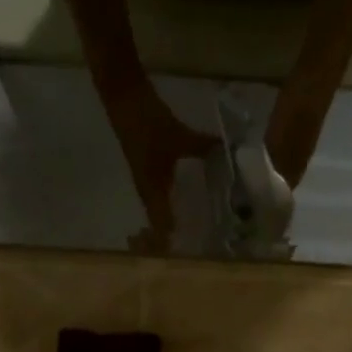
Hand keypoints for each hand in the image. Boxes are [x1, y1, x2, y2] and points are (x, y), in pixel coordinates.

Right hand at [106, 84, 213, 250]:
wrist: (123, 98)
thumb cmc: (148, 123)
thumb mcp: (179, 137)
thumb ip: (203, 148)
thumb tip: (228, 155)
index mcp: (153, 192)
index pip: (161, 230)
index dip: (171, 245)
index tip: (190, 253)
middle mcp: (148, 194)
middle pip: (159, 226)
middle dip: (175, 238)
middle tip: (202, 244)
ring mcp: (146, 183)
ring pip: (159, 213)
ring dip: (173, 222)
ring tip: (198, 227)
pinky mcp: (147, 171)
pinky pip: (160, 198)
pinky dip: (171, 204)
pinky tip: (188, 200)